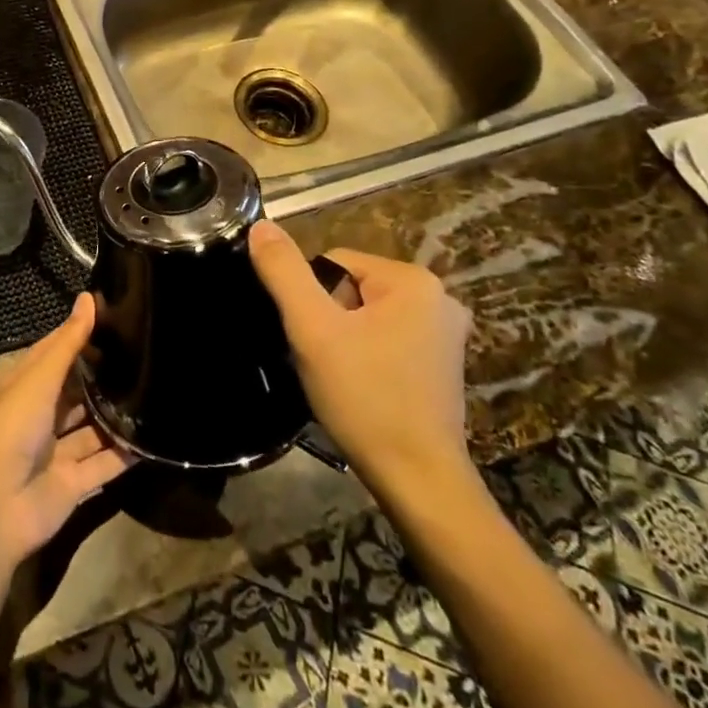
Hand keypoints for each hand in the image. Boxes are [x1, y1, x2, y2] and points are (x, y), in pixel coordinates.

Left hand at [0, 294, 135, 569]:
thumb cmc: (10, 428)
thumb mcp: (39, 378)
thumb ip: (68, 343)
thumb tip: (88, 298)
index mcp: (23, 386)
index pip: (54, 353)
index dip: (79, 335)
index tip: (115, 316)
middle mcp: (39, 416)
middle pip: (74, 390)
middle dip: (101, 375)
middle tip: (145, 352)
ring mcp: (55, 451)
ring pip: (91, 427)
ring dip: (115, 414)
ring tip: (155, 389)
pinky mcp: (73, 484)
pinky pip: (104, 464)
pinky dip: (125, 454)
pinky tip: (154, 437)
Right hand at [249, 220, 474, 498]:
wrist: (418, 482)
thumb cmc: (366, 398)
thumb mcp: (312, 329)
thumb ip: (284, 271)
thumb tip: (261, 224)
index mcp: (413, 280)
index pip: (333, 264)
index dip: (311, 300)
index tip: (314, 340)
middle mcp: (439, 298)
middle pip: (351, 288)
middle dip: (329, 320)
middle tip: (325, 361)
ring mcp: (446, 334)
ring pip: (366, 316)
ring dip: (345, 339)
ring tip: (340, 378)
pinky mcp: (443, 365)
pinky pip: (387, 339)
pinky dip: (367, 357)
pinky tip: (362, 388)